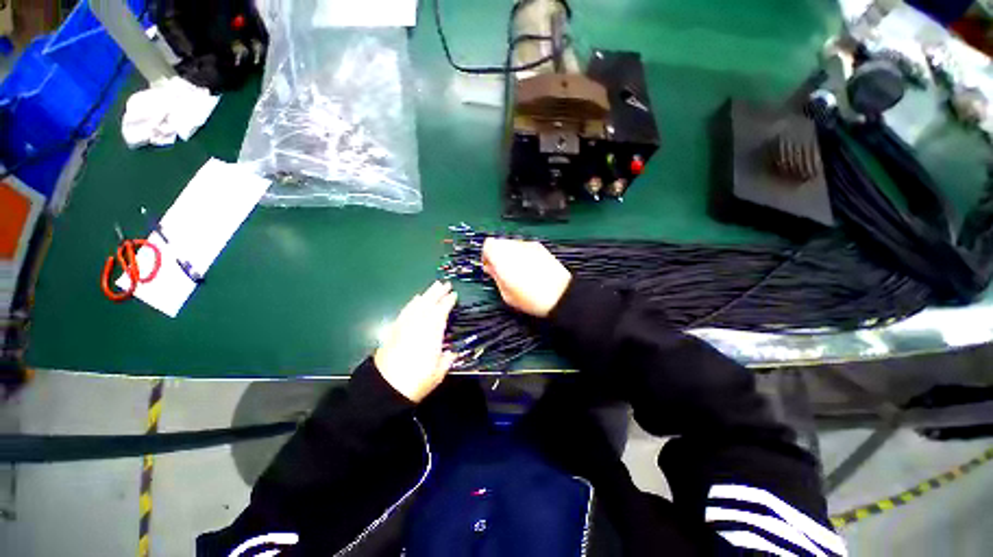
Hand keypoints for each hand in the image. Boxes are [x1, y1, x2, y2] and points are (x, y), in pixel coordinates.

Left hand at [374, 282, 457, 402]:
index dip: (447, 302)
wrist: (384, 389)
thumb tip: (451, 352)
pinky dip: (412, 304)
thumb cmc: (416, 383)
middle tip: (445, 284)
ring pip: (416, 306)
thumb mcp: (438, 374)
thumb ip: (446, 360)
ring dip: (426, 295)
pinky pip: (405, 312)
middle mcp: (418, 326)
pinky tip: (415, 301)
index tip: (453, 295)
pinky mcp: (394, 331)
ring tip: (432, 288)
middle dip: (437, 293)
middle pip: (428, 305)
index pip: (441, 312)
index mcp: (431, 335)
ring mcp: (404, 327)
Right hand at [482, 238, 571, 317]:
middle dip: (498, 254)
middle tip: (502, 270)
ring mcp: (529, 245)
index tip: (489, 267)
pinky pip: (525, 247)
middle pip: (500, 242)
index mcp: (502, 256)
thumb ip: (495, 276)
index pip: (487, 245)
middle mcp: (515, 246)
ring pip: (513, 244)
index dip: (486, 256)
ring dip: (511, 254)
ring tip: (517, 271)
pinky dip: (523, 254)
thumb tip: (491, 268)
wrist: (560, 295)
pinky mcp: (541, 247)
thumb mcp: (506, 293)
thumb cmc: (530, 298)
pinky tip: (529, 269)